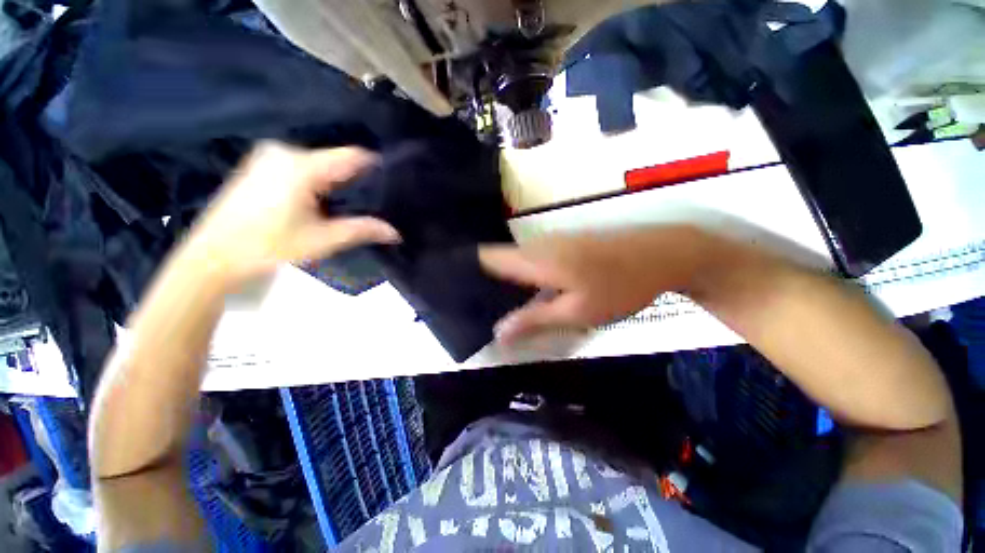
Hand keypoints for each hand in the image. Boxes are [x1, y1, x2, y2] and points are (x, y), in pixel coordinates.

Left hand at [185, 142, 399, 285]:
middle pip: (336, 160)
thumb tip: (395, 233)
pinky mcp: (260, 164)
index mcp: (302, 166)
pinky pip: (302, 166)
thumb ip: (362, 230)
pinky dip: (317, 180)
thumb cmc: (269, 246)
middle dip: (355, 179)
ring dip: (336, 181)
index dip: (375, 167)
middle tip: (371, 201)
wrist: (213, 256)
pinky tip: (319, 201)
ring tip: (348, 204)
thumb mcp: (323, 240)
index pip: (352, 155)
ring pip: (319, 164)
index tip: (392, 182)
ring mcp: (269, 155)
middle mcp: (285, 151)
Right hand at [479, 226, 711, 341]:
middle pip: (498, 259)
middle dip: (483, 280)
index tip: (454, 288)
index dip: (467, 269)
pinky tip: (525, 292)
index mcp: (535, 259)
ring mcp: (552, 241)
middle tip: (472, 305)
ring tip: (493, 302)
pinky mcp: (564, 243)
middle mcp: (537, 245)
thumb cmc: (620, 286)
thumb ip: (534, 320)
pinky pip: (532, 258)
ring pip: (515, 259)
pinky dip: (522, 274)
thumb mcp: (576, 312)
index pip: (487, 258)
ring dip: (503, 278)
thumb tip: (497, 333)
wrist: (664, 254)